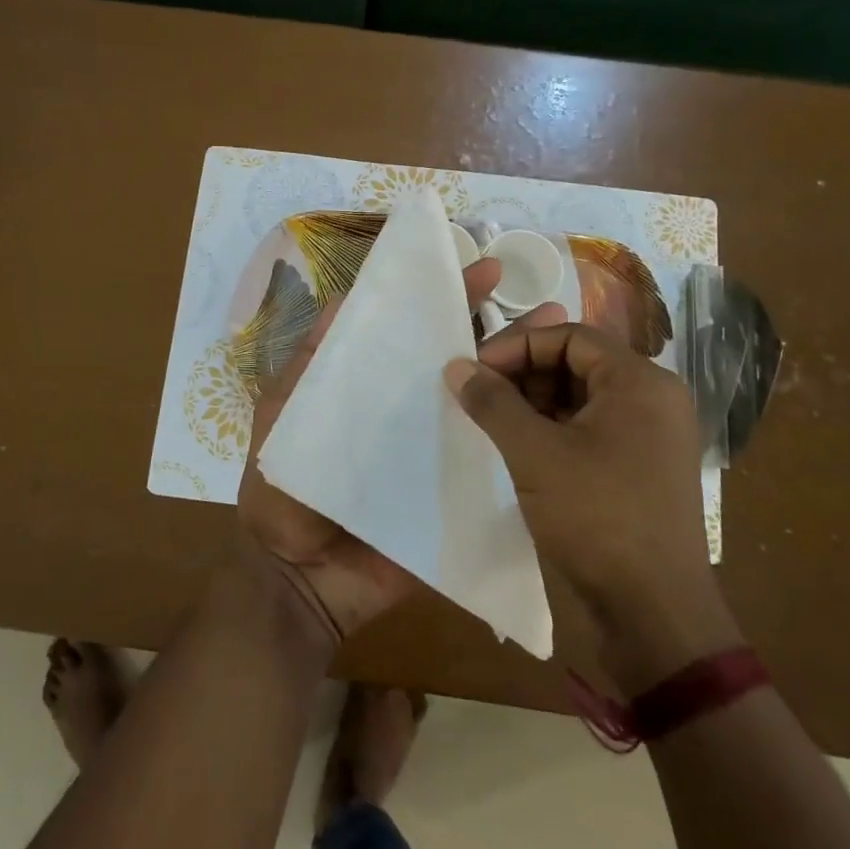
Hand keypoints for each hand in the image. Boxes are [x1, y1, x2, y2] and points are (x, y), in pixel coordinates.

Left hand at [238, 256, 564, 643]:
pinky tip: (566, 421)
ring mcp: (439, 457)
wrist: (297, 580)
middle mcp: (413, 415)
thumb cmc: (281, 492)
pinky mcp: (457, 499)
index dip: (446, 300)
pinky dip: (527, 445)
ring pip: (489, 410)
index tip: (482, 268)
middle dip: (504, 333)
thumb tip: (341, 299)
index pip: (416, 333)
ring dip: (526, 378)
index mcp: (376, 389)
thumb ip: (310, 364)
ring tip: (568, 347)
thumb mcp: (283, 415)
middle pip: (463, 366)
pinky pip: (494, 469)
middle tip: (549, 306)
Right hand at [445, 323, 741, 691]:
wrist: (655, 614)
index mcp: (640, 382)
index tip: (475, 370)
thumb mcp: (535, 455)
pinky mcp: (641, 470)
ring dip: (535, 403)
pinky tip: (521, 450)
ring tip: (494, 424)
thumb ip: (494, 403)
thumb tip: (457, 366)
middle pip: (578, 363)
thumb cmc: (597, 519)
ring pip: (583, 398)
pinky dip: (554, 431)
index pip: (570, 336)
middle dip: (524, 374)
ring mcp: (651, 437)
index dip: (517, 345)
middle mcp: (653, 400)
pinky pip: (592, 430)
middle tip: (480, 397)